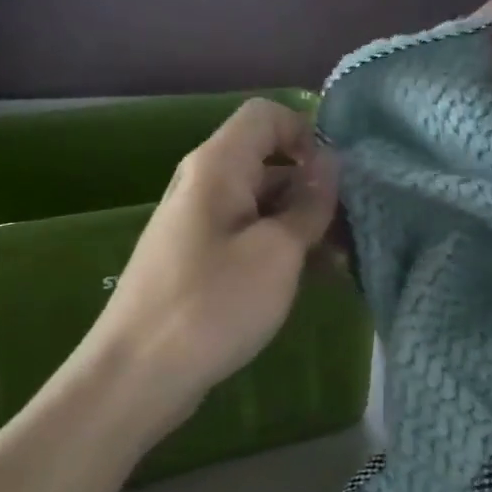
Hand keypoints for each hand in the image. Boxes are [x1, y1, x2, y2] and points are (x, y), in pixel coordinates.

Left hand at [90, 99, 337, 411]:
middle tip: (354, 230)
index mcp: (217, 166)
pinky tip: (316, 280)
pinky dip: (283, 250)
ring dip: (305, 226)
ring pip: (264, 205)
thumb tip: (329, 165)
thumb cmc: (212, 304)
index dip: (308, 134)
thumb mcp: (276, 253)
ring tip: (344, 263)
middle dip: (315, 189)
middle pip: (269, 162)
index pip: (266, 115)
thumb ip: (309, 205)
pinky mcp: (201, 261)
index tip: (339, 178)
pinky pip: (250, 238)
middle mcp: (205, 185)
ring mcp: (201, 225)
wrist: (137, 375)